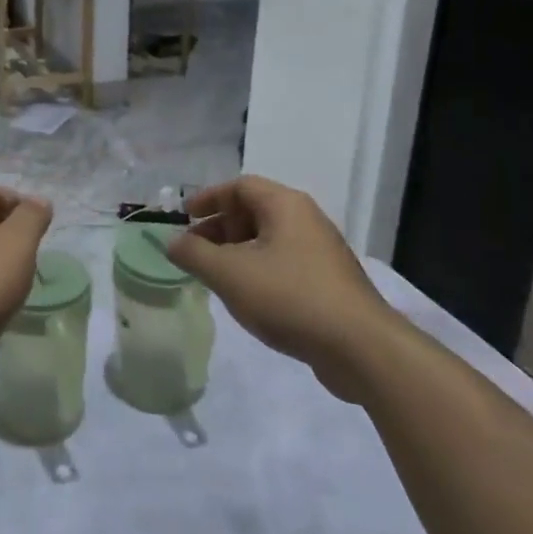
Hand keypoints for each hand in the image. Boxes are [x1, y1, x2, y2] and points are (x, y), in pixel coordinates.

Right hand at [166, 176, 400, 401]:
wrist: (360, 347)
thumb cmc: (288, 297)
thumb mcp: (228, 273)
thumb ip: (194, 254)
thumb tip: (172, 242)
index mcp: (285, 205)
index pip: (240, 186)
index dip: (208, 197)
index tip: (184, 215)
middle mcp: (306, 220)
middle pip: (255, 211)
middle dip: (220, 227)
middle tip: (195, 249)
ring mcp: (321, 251)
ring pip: (269, 239)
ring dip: (237, 251)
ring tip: (216, 276)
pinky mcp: (329, 282)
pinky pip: (284, 262)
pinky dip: (258, 269)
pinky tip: (247, 297)